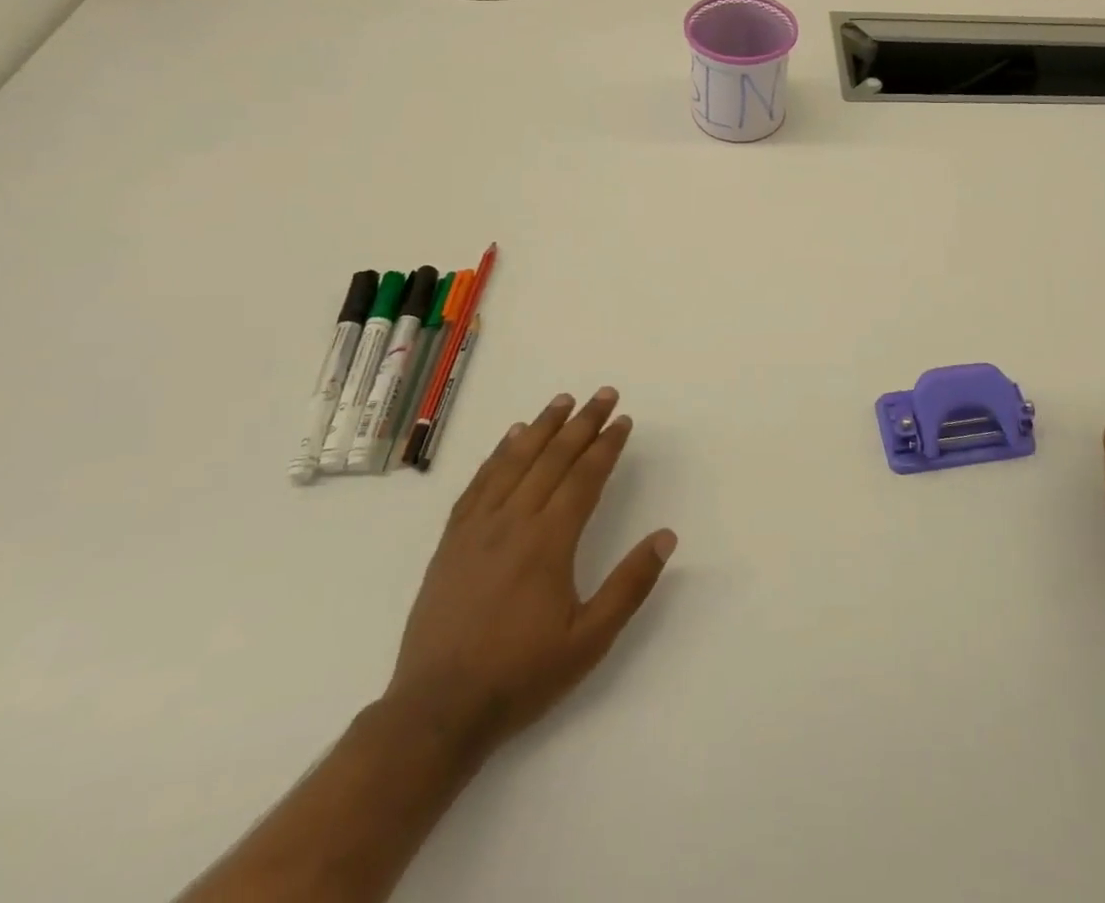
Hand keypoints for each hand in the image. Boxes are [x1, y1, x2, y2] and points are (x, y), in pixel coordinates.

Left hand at [384, 388, 676, 756]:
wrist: (437, 711)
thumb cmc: (521, 676)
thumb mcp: (590, 640)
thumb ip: (630, 585)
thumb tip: (666, 536)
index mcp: (549, 542)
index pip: (585, 478)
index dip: (607, 445)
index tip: (624, 420)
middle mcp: (514, 522)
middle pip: (553, 458)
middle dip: (583, 422)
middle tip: (604, 393)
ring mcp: (478, 528)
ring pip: (515, 462)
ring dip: (542, 427)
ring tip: (562, 401)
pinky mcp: (452, 541)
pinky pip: (478, 483)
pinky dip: (497, 454)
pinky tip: (509, 438)